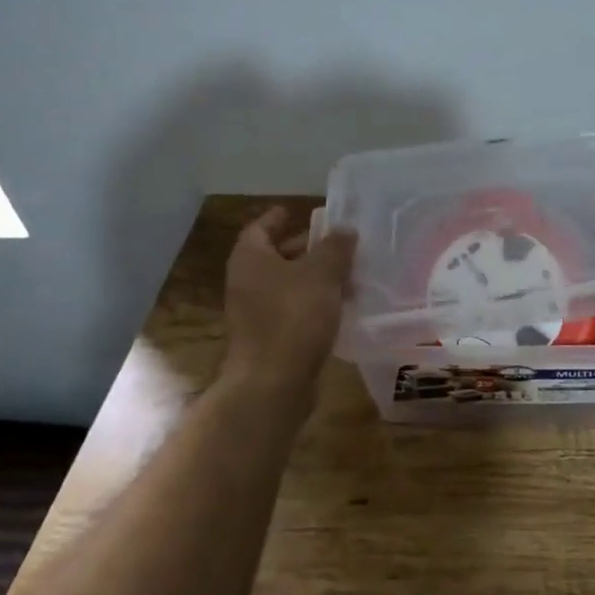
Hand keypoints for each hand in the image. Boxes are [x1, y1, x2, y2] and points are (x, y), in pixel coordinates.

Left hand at [219, 207, 356, 405]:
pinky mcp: (269, 337)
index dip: (280, 217)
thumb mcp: (322, 274)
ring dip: (315, 277)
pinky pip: (293, 309)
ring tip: (348, 273)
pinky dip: (314, 302)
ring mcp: (255, 312)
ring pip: (288, 284)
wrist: (272, 383)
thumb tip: (345, 229)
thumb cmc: (294, 317)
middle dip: (306, 247)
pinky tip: (341, 305)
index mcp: (251, 259)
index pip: (261, 227)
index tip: (300, 211)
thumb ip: (335, 247)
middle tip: (336, 242)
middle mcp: (246, 282)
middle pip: (276, 255)